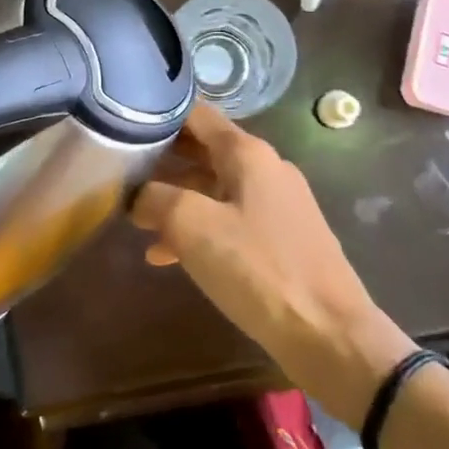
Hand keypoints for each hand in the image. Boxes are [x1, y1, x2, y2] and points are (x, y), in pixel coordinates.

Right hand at [132, 103, 414, 421]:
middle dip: (161, 160)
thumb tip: (138, 195)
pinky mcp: (280, 238)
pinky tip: (165, 255)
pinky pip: (229, 220)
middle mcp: (265, 168)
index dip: (158, 114)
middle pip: (203, 149)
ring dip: (175, 199)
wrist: (329, 333)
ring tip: (135, 219)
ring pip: (213, 188)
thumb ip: (156, 199)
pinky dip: (198, 229)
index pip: (196, 114)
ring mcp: (276, 204)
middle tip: (119, 172)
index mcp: (248, 153)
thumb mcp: (193, 227)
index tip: (123, 125)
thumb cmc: (259, 269)